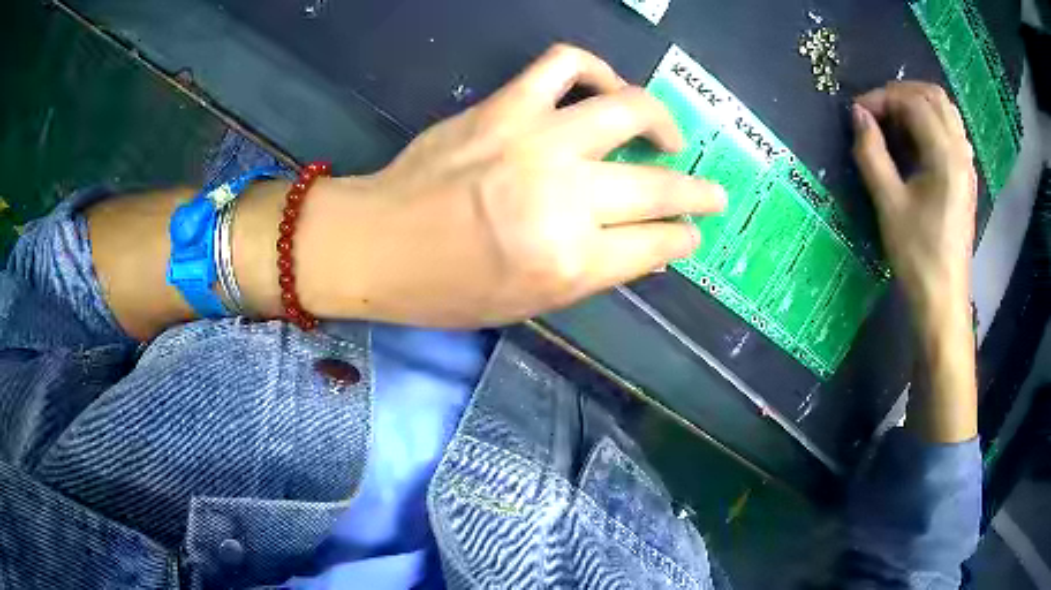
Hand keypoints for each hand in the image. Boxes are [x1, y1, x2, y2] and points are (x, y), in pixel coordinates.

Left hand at [293, 44, 725, 327]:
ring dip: (662, 122)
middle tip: (712, 194)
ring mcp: (537, 141)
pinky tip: (604, 87)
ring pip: (630, 110)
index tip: (691, 234)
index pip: (657, 245)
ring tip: (666, 135)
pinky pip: (565, 65)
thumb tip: (646, 246)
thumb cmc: (445, 290)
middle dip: (698, 193)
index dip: (682, 239)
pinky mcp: (506, 106)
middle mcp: (566, 198)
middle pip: (659, 187)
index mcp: (571, 262)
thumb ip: (595, 272)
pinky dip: (595, 69)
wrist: (376, 244)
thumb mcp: (529, 304)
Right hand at [851, 81, 976, 327]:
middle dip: (901, 94)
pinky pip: (951, 131)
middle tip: (878, 112)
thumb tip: (858, 115)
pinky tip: (916, 142)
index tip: (858, 113)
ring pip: (945, 111)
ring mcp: (967, 164)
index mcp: (945, 156)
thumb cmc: (917, 255)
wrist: (943, 299)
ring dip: (918, 105)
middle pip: (934, 96)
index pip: (913, 102)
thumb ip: (872, 153)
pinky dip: (931, 122)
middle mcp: (961, 151)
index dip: (882, 98)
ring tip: (895, 123)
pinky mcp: (966, 177)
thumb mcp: (889, 204)